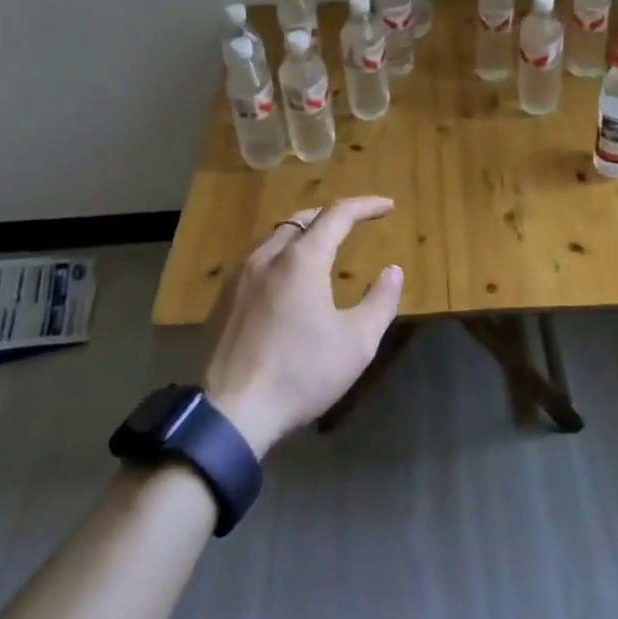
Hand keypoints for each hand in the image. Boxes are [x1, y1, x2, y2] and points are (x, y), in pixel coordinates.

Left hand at [201, 196, 404, 455]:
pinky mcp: (224, 298)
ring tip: (323, 247)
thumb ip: (380, 301)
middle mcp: (268, 256)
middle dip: (332, 215)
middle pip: (303, 219)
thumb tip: (393, 271)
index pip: (337, 215)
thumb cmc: (301, 373)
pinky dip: (282, 255)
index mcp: (302, 260)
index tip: (388, 207)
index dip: (365, 206)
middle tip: (355, 222)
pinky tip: (287, 280)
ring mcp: (241, 276)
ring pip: (276, 237)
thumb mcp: (357, 343)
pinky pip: (258, 260)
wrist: (232, 412)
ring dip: (304, 234)